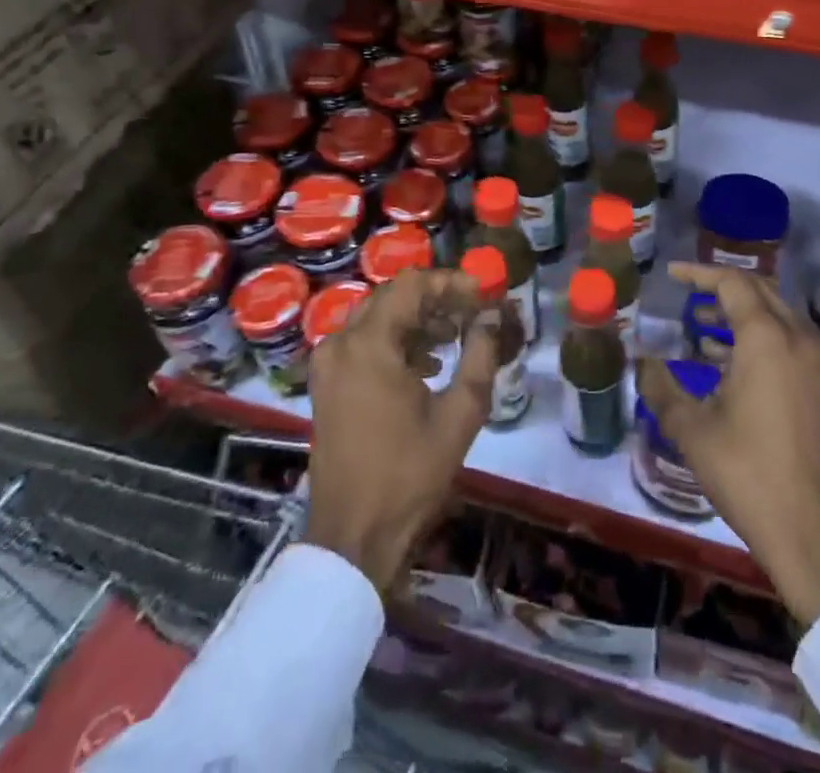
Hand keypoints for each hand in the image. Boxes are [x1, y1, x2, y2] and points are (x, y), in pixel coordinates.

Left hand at [304, 266, 498, 593]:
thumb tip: (493, 316)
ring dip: (416, 319)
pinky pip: (363, 342)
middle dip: (435, 298)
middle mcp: (341, 342)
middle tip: (472, 311)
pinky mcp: (326, 385)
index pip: (412, 285)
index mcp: (369, 344)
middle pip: (392, 296)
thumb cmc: (409, 475)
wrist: (353, 538)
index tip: (484, 294)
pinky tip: (426, 364)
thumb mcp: (459, 414)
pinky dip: (395, 341)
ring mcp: (329, 364)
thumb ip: (480, 354)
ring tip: (455, 335)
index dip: (451, 282)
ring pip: (377, 318)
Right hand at [639, 263, 819, 624]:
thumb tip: (640, 361)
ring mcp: (816, 365)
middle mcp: (797, 339)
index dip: (698, 274)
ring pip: (776, 316)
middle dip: (721, 288)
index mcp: (766, 338)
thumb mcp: (692, 430)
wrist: (811, 533)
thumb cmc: (747, 473)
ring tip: (700, 326)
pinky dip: (758, 338)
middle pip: (759, 291)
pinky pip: (788, 342)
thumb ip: (661, 388)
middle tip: (686, 296)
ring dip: (739, 314)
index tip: (671, 275)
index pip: (732, 283)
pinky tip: (727, 362)